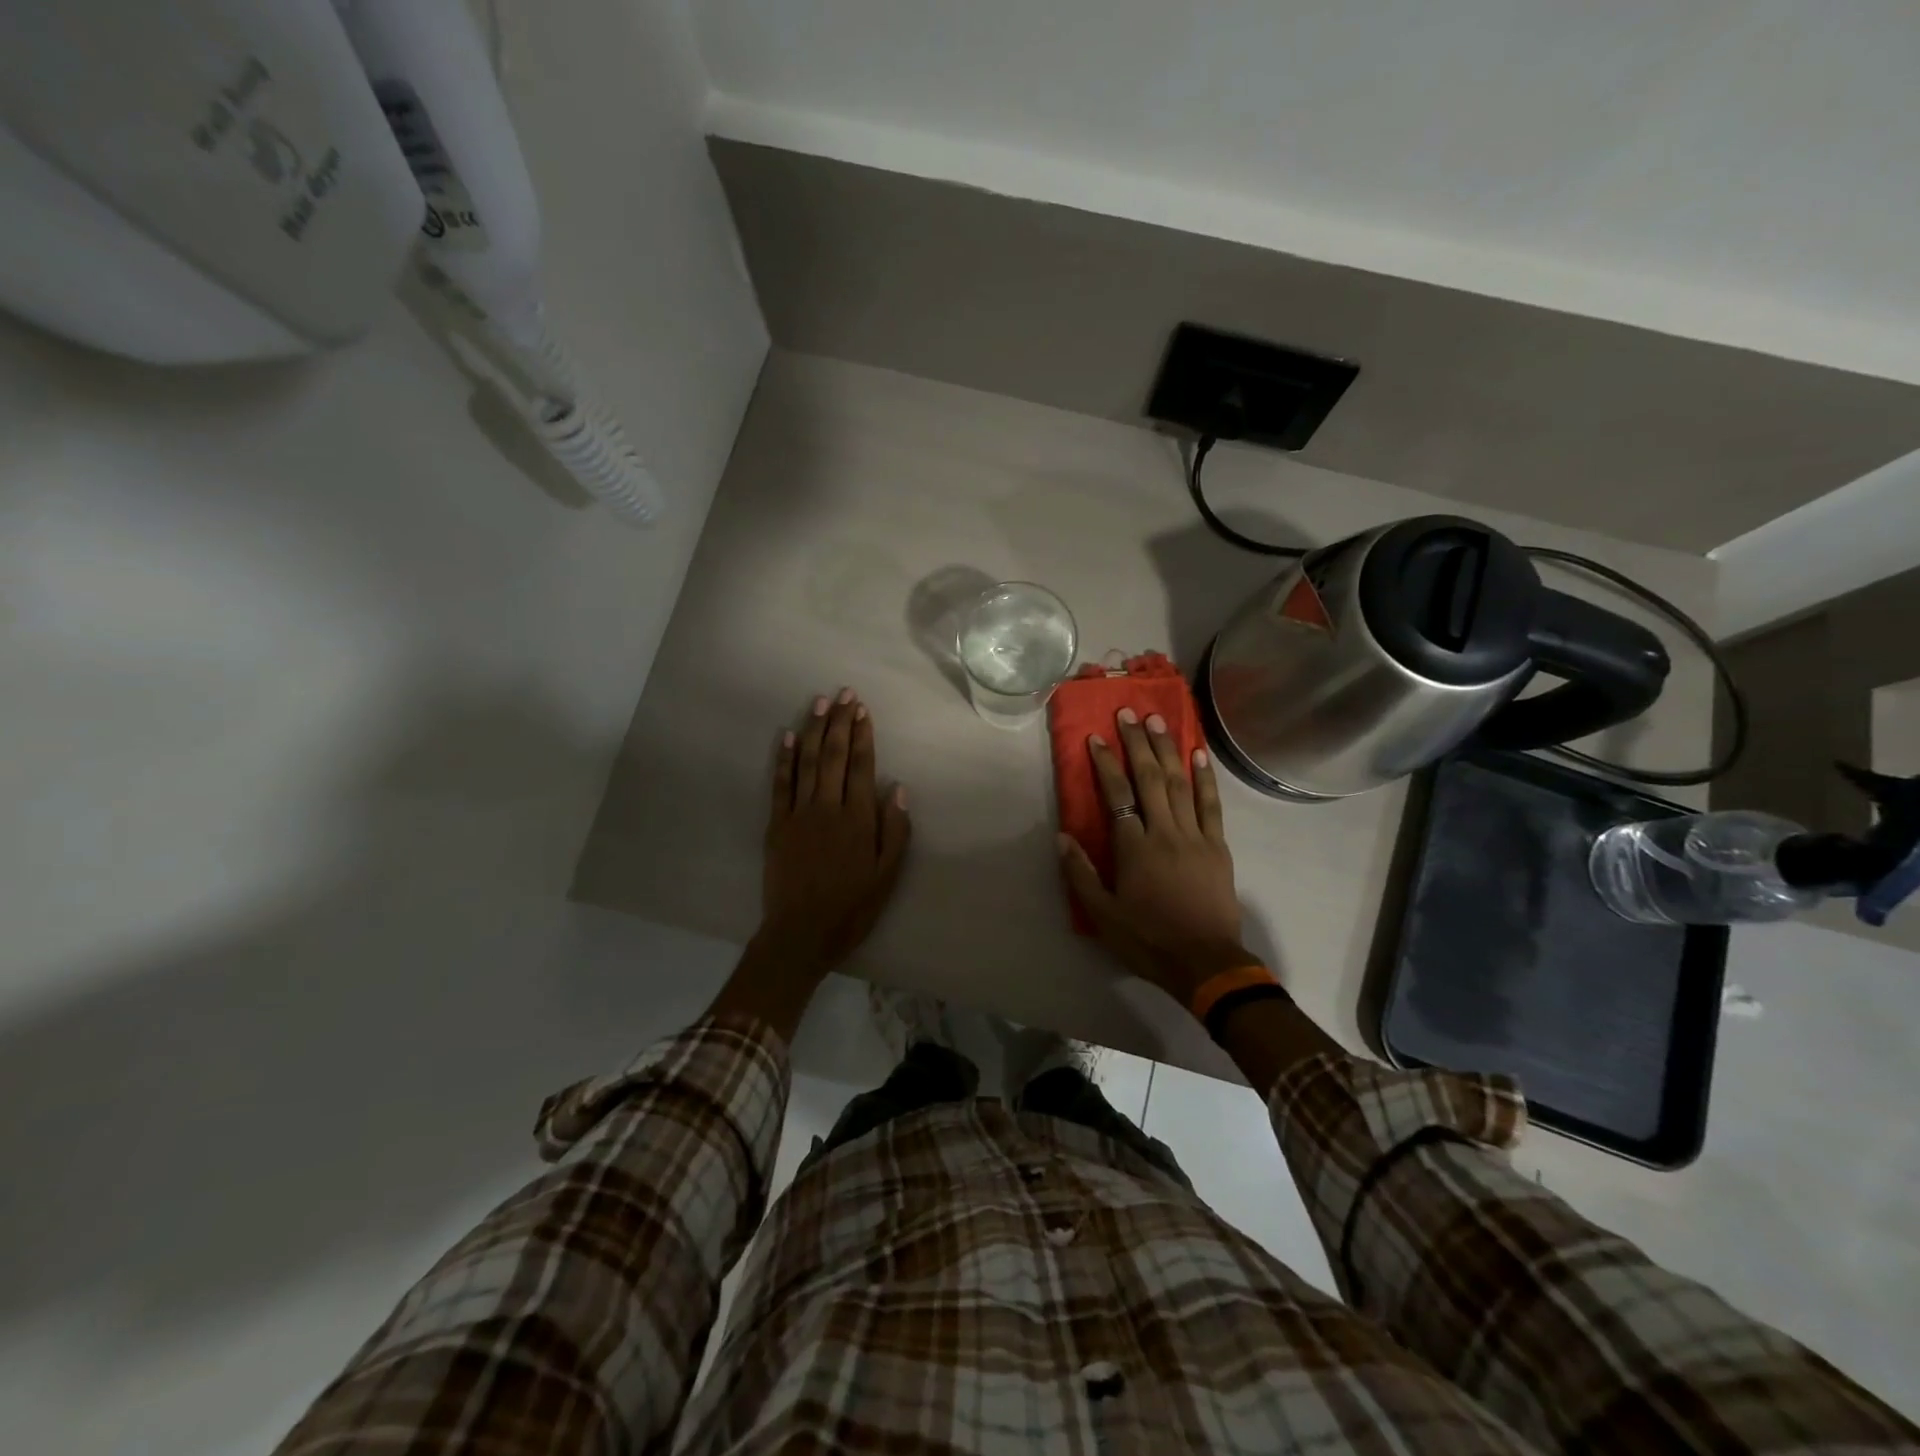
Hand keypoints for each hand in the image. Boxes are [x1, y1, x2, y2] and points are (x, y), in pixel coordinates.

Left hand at [759, 688, 911, 972]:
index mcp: (858, 819)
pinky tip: (785, 736)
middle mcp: (828, 808)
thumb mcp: (887, 875)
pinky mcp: (776, 825)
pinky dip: (783, 759)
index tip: (863, 710)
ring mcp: (798, 814)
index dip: (862, 735)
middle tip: (844, 693)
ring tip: (819, 702)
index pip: (861, 766)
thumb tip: (897, 789)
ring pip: (806, 762)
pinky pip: (780, 784)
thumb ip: (895, 830)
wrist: (801, 933)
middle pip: (833, 755)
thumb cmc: (851, 907)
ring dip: (813, 729)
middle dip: (840, 722)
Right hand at [1059, 709, 1248, 1003]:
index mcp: (1135, 848)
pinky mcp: (1217, 845)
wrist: (1205, 962)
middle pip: (1150, 779)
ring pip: (1180, 784)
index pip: (1117, 795)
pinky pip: (1211, 804)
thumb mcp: (1103, 915)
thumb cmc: (1148, 939)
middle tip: (1129, 713)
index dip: (1105, 764)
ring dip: (1168, 750)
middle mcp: (1165, 832)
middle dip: (1138, 744)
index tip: (1096, 738)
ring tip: (1158, 721)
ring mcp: (1195, 836)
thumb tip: (1062, 836)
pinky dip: (1205, 777)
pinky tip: (1199, 754)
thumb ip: (1080, 874)